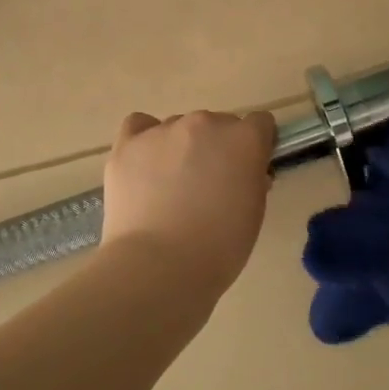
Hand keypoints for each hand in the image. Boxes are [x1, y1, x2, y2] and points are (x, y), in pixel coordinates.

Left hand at [100, 110, 276, 293]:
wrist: (160, 265)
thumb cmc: (219, 248)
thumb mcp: (254, 214)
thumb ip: (253, 181)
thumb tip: (243, 173)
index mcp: (244, 140)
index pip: (260, 124)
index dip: (257, 146)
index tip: (250, 170)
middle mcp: (206, 124)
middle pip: (218, 124)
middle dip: (218, 149)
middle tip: (210, 187)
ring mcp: (164, 131)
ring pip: (180, 127)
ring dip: (182, 148)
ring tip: (170, 187)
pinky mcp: (128, 145)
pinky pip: (139, 126)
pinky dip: (145, 140)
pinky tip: (146, 164)